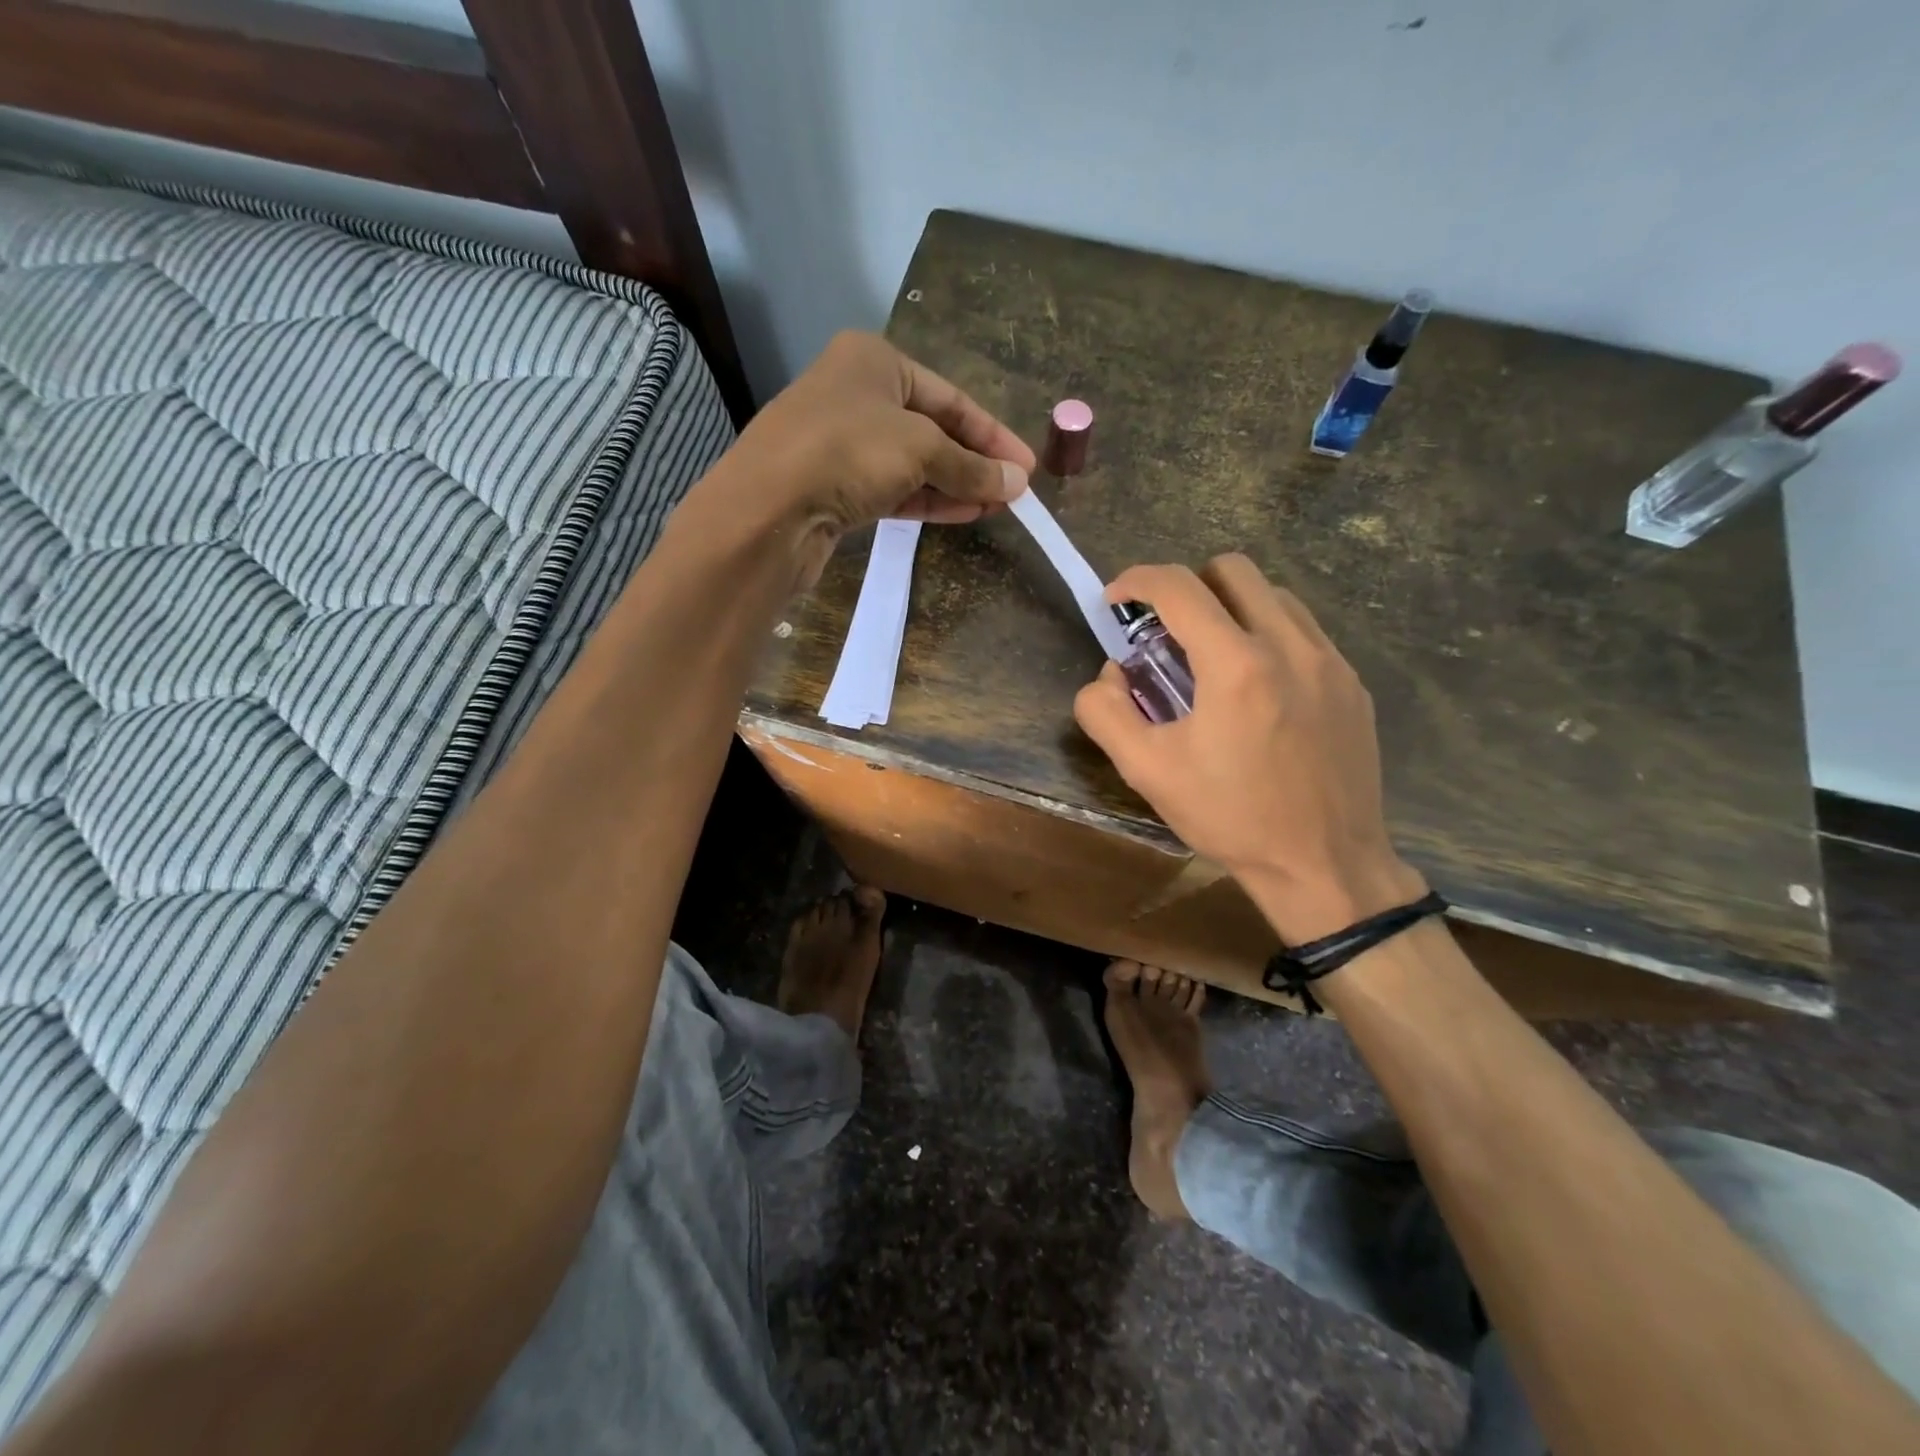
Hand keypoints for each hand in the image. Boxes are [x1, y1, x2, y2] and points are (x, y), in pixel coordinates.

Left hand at [711, 331, 1034, 586]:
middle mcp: (855, 395)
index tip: (1026, 467)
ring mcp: (842, 444)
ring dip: (956, 484)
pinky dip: (928, 500)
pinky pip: (892, 489)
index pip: (949, 397)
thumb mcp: (921, 449)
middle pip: (932, 429)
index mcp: (874, 361)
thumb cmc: (848, 452)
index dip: (992, 434)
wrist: (768, 509)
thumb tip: (1016, 484)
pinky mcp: (835, 487)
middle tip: (1014, 491)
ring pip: (912, 463)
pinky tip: (963, 514)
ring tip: (997, 506)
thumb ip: (971, 466)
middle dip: (975, 462)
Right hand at [1073, 554, 1425, 942]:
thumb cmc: (1230, 818)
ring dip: (1231, 608)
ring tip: (1213, 659)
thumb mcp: (1147, 771)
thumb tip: (1108, 675)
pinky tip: (1257, 689)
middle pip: (1233, 569)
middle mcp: (1289, 646)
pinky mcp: (1353, 684)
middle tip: (1167, 632)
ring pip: (1274, 595)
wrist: (1324, 865)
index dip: (1136, 580)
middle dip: (1188, 586)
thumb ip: (1106, 712)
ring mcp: (1330, 662)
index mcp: (1235, 665)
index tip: (1116, 600)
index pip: (1179, 586)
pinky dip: (1268, 636)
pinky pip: (1304, 631)